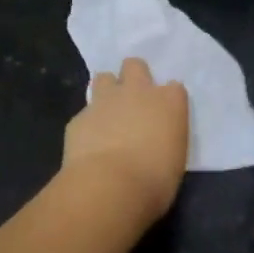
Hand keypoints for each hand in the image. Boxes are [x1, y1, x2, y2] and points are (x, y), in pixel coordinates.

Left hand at [62, 57, 189, 224]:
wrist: (109, 187)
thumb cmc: (155, 181)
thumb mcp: (174, 159)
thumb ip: (165, 140)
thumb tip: (155, 142)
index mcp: (170, 102)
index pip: (174, 88)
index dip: (167, 100)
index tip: (164, 117)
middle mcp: (138, 92)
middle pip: (135, 65)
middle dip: (133, 77)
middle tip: (133, 103)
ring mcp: (106, 100)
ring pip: (104, 78)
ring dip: (106, 91)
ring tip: (107, 115)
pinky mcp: (79, 117)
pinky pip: (85, 113)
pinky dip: (88, 125)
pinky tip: (88, 144)